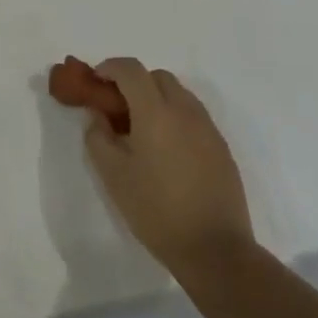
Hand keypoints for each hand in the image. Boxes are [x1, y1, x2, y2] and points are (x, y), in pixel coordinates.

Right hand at [79, 58, 253, 276]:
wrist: (215, 250)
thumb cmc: (156, 210)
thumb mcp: (113, 175)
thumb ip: (98, 137)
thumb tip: (98, 116)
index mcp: (156, 112)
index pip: (131, 69)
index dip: (110, 68)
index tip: (96, 82)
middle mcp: (185, 111)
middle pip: (157, 77)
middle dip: (134, 82)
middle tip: (117, 107)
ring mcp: (207, 128)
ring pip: (178, 94)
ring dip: (156, 98)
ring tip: (141, 129)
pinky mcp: (221, 147)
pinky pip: (193, 116)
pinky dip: (175, 117)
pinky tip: (166, 149)